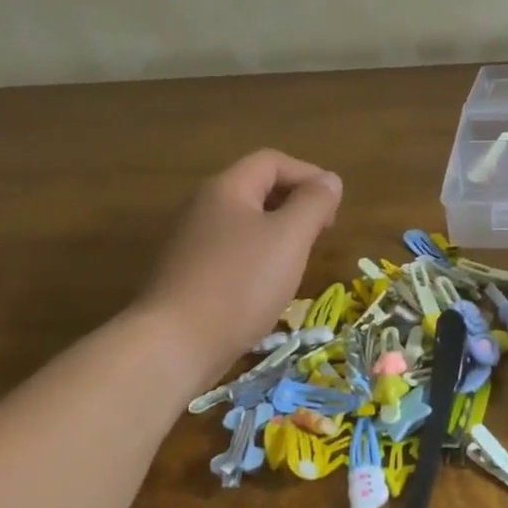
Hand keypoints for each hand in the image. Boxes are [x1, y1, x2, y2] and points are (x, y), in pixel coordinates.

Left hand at [138, 149, 341, 385]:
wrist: (174, 346)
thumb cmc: (239, 283)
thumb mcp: (290, 237)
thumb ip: (313, 203)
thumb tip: (329, 181)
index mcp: (226, 189)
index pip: (271, 161)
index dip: (308, 175)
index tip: (333, 206)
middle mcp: (203, 208)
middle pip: (256, 190)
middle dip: (295, 204)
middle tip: (321, 233)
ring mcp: (190, 244)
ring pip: (245, 224)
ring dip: (278, 234)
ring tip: (300, 261)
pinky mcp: (187, 277)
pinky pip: (231, 254)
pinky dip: (258, 260)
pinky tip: (268, 288)